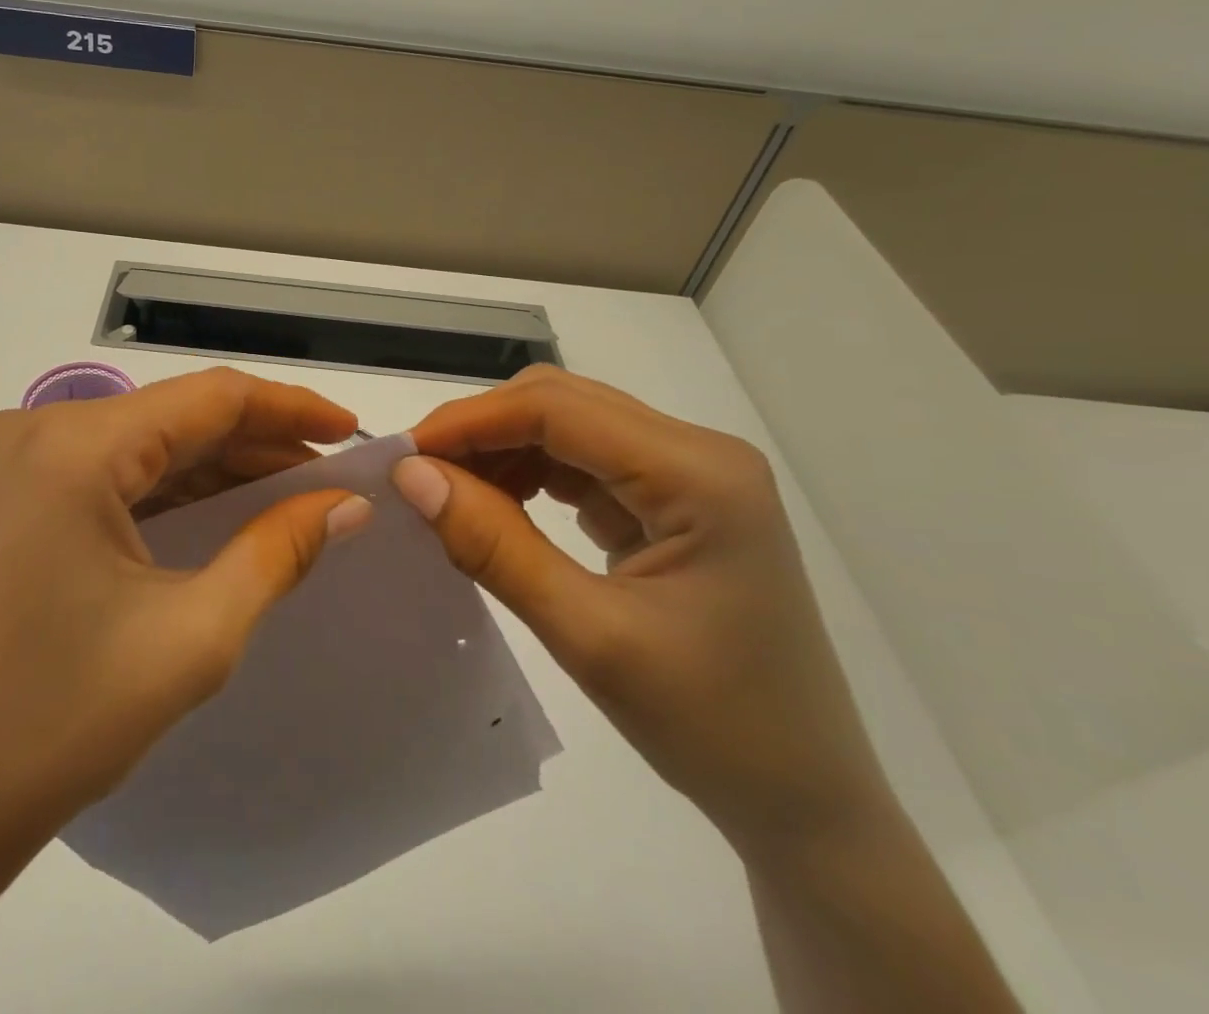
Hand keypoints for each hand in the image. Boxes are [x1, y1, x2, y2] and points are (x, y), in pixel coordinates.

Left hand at [0, 366, 369, 841]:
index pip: (209, 399)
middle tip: (329, 475)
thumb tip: (345, 504)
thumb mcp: (192, 636)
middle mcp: (34, 430)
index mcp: (74, 446)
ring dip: (211, 469)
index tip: (350, 432)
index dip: (288, 408)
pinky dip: (162, 492)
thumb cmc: (55, 725)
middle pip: (172, 418)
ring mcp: (7, 462)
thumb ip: (277, 551)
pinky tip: (213, 515)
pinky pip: (100, 474)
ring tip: (287, 495)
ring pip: (137, 445)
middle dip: (255, 445)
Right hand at [393, 366, 893, 854]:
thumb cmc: (713, 728)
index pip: (556, 407)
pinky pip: (583, 464)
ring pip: (568, 427)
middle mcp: (698, 452)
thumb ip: (494, 545)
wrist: (807, 805)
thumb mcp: (589, 636)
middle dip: (482, 431)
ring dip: (502, 451)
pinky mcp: (673, 501)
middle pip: (562, 403)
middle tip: (418, 476)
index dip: (470, 421)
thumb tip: (412, 475)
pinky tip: (496, 507)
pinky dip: (530, 476)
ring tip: (449, 495)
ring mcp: (689, 474)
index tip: (402, 455)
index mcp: (698, 472)